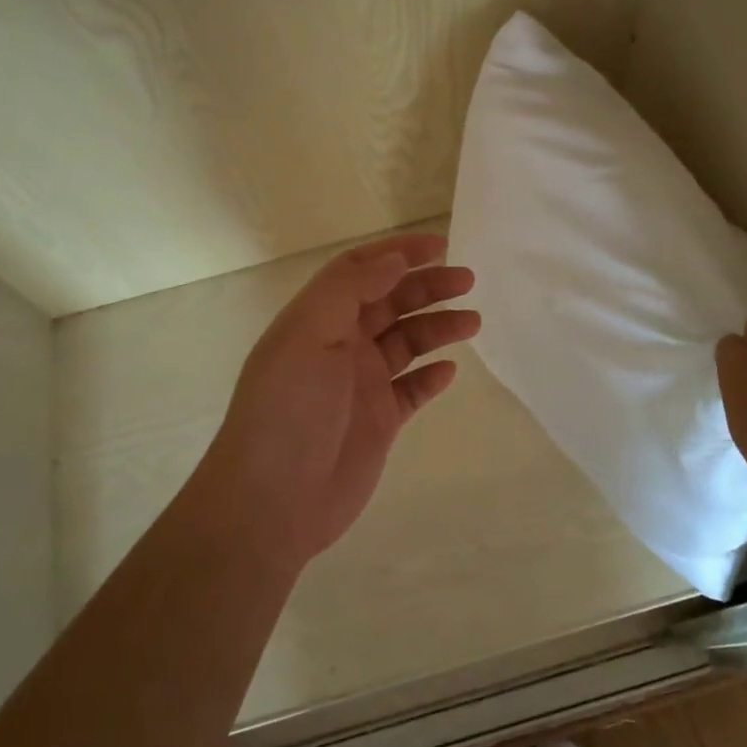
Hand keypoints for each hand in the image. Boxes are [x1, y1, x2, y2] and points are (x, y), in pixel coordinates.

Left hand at [208, 234, 478, 567]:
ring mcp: (360, 384)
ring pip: (407, 342)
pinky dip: (431, 376)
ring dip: (438, 327)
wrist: (274, 500)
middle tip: (468, 281)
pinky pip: (412, 389)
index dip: (398, 252)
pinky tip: (450, 371)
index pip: (360, 270)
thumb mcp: (309, 333)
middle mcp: (339, 344)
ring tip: (473, 322)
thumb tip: (394, 261)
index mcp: (318, 318)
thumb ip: (350, 289)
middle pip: (390, 302)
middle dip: (428, 287)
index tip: (440, 246)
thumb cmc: (289, 407)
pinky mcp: (379, 420)